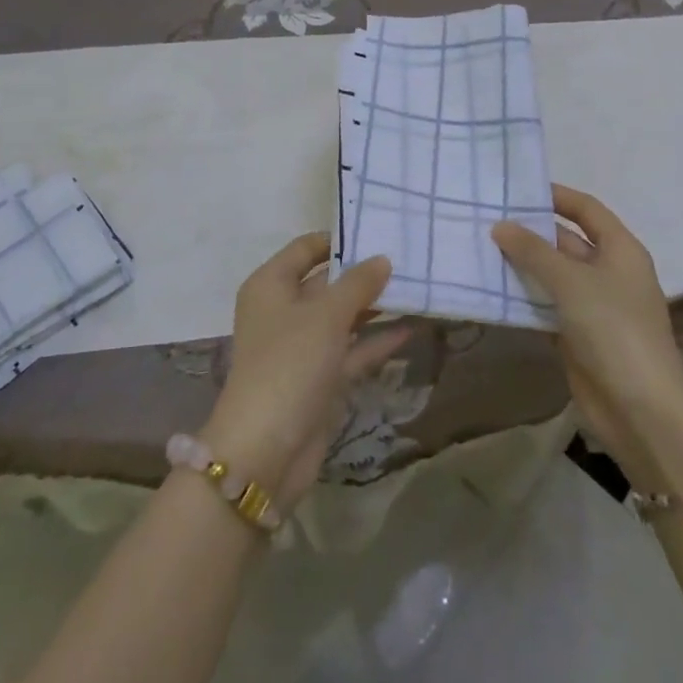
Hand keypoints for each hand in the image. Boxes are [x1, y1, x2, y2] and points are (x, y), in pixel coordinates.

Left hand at [202, 234, 409, 510]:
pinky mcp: (318, 379)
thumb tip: (382, 258)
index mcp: (271, 285)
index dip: (339, 240)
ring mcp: (301, 347)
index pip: (306, 248)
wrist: (265, 451)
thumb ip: (358, 284)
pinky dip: (375, 341)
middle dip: (364, 274)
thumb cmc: (289, 364)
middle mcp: (283, 310)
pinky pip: (351, 350)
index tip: (378, 232)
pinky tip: (410, 330)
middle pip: (327, 282)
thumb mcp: (326, 316)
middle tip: (408, 259)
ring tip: (417, 290)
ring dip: (374, 308)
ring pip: (342, 318)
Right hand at [492, 185, 682, 491]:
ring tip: (481, 247)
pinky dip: (524, 296)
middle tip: (487, 218)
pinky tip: (492, 287)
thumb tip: (500, 225)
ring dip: (523, 264)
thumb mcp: (571, 282)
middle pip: (567, 240)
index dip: (557, 196)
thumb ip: (533, 251)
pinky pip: (547, 304)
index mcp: (621, 250)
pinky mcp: (578, 334)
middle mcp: (609, 272)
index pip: (587, 209)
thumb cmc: (613, 329)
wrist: (640, 409)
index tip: (518, 188)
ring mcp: (594, 305)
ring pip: (553, 274)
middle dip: (531, 231)